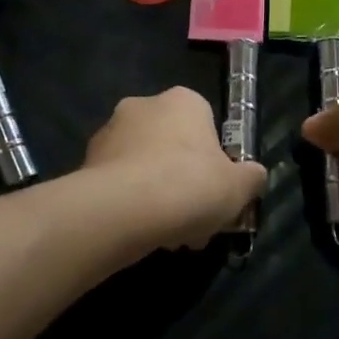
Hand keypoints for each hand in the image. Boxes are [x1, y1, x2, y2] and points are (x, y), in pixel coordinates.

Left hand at [83, 88, 267, 250]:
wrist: (122, 209)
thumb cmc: (189, 185)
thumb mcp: (238, 187)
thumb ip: (251, 177)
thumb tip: (253, 175)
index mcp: (182, 101)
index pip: (205, 124)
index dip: (214, 162)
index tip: (217, 194)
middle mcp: (143, 106)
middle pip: (172, 147)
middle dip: (184, 183)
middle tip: (195, 222)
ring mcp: (109, 133)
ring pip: (144, 167)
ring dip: (158, 197)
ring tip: (169, 237)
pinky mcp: (85, 162)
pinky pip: (119, 184)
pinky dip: (131, 205)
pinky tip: (141, 235)